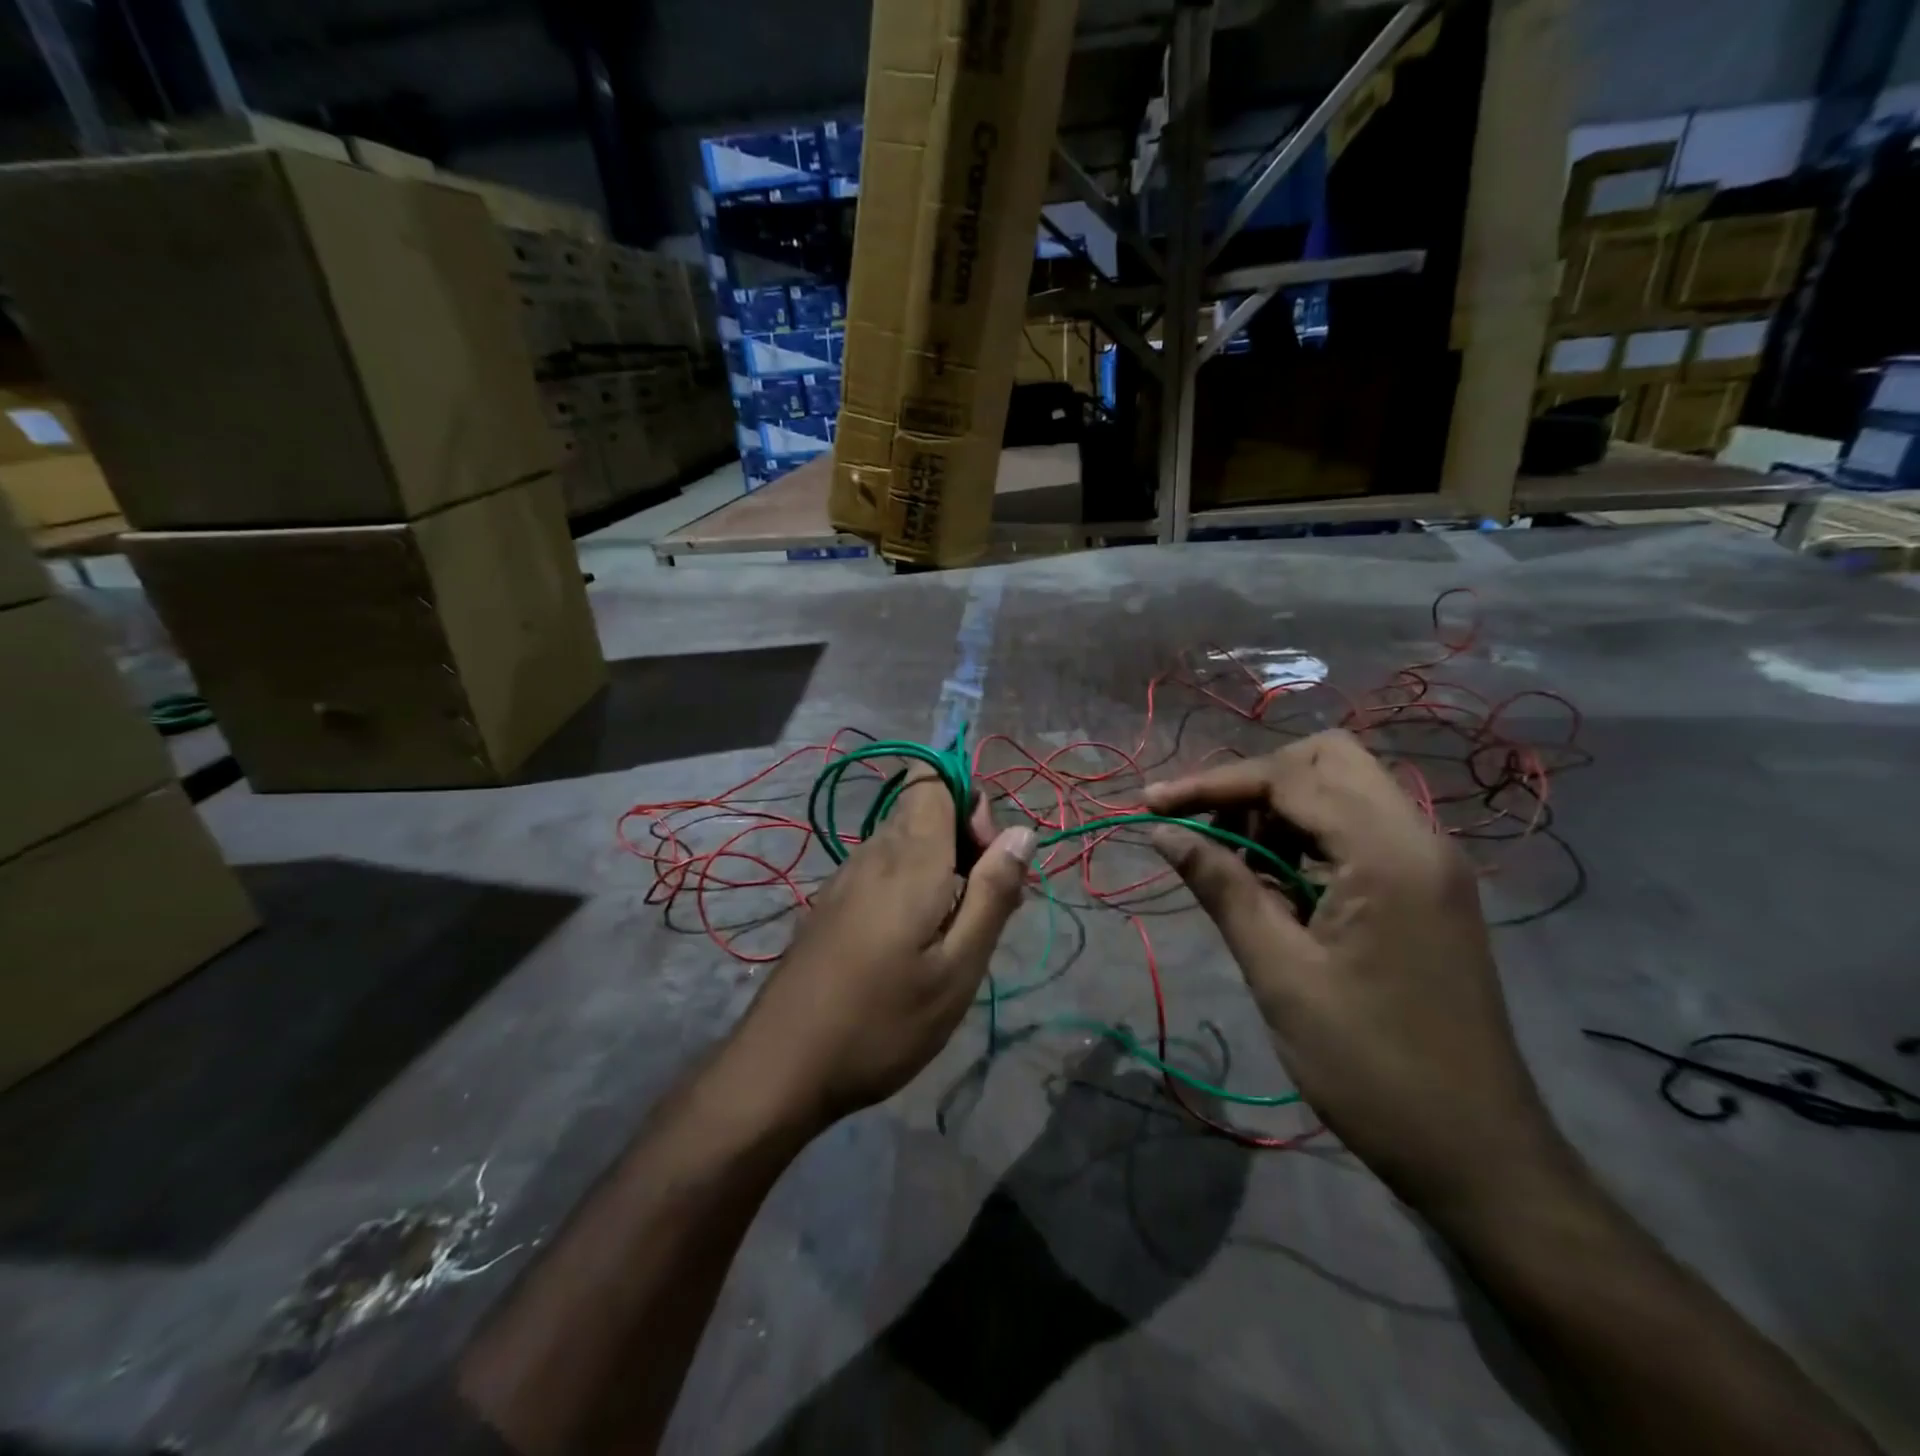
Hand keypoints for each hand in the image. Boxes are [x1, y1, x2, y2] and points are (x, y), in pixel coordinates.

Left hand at [738, 770, 1033, 1125]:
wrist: (780, 1068)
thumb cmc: (881, 1022)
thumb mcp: (957, 969)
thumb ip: (992, 894)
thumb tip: (1021, 833)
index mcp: (908, 857)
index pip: (934, 779)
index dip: (970, 803)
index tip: (988, 860)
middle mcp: (873, 853)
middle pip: (924, 807)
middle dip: (964, 839)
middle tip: (986, 906)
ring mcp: (845, 878)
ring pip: (905, 840)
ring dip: (942, 865)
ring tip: (957, 932)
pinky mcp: (832, 904)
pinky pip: (883, 868)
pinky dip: (913, 885)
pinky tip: (917, 943)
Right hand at [1143, 731, 1567, 1208]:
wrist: (1480, 1156)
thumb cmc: (1370, 1068)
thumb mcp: (1280, 974)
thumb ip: (1222, 887)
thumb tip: (1164, 832)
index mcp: (1388, 854)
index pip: (1289, 776)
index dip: (1212, 784)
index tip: (1151, 805)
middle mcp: (1419, 839)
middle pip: (1327, 759)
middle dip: (1255, 782)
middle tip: (1208, 829)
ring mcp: (1430, 863)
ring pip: (1344, 789)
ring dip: (1280, 807)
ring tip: (1233, 862)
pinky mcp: (1427, 889)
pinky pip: (1359, 830)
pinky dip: (1308, 837)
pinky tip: (1276, 885)